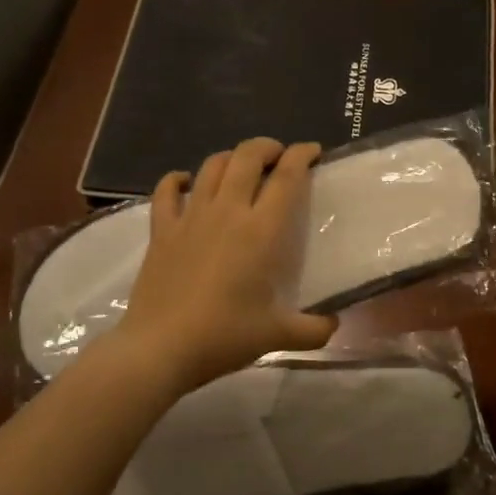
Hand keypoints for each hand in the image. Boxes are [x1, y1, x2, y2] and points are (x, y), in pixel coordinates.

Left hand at [111, 137, 337, 394]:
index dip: (302, 155)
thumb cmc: (224, 336)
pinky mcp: (162, 230)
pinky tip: (185, 182)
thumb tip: (335, 325)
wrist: (161, 347)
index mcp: (261, 230)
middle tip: (278, 156)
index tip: (313, 151)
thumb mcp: (278, 336)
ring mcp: (191, 217)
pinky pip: (167, 191)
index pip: (287, 176)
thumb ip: (314, 330)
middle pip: (247, 156)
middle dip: (267, 147)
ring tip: (241, 166)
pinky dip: (177, 180)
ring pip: (211, 166)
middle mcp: (228, 211)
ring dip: (230, 157)